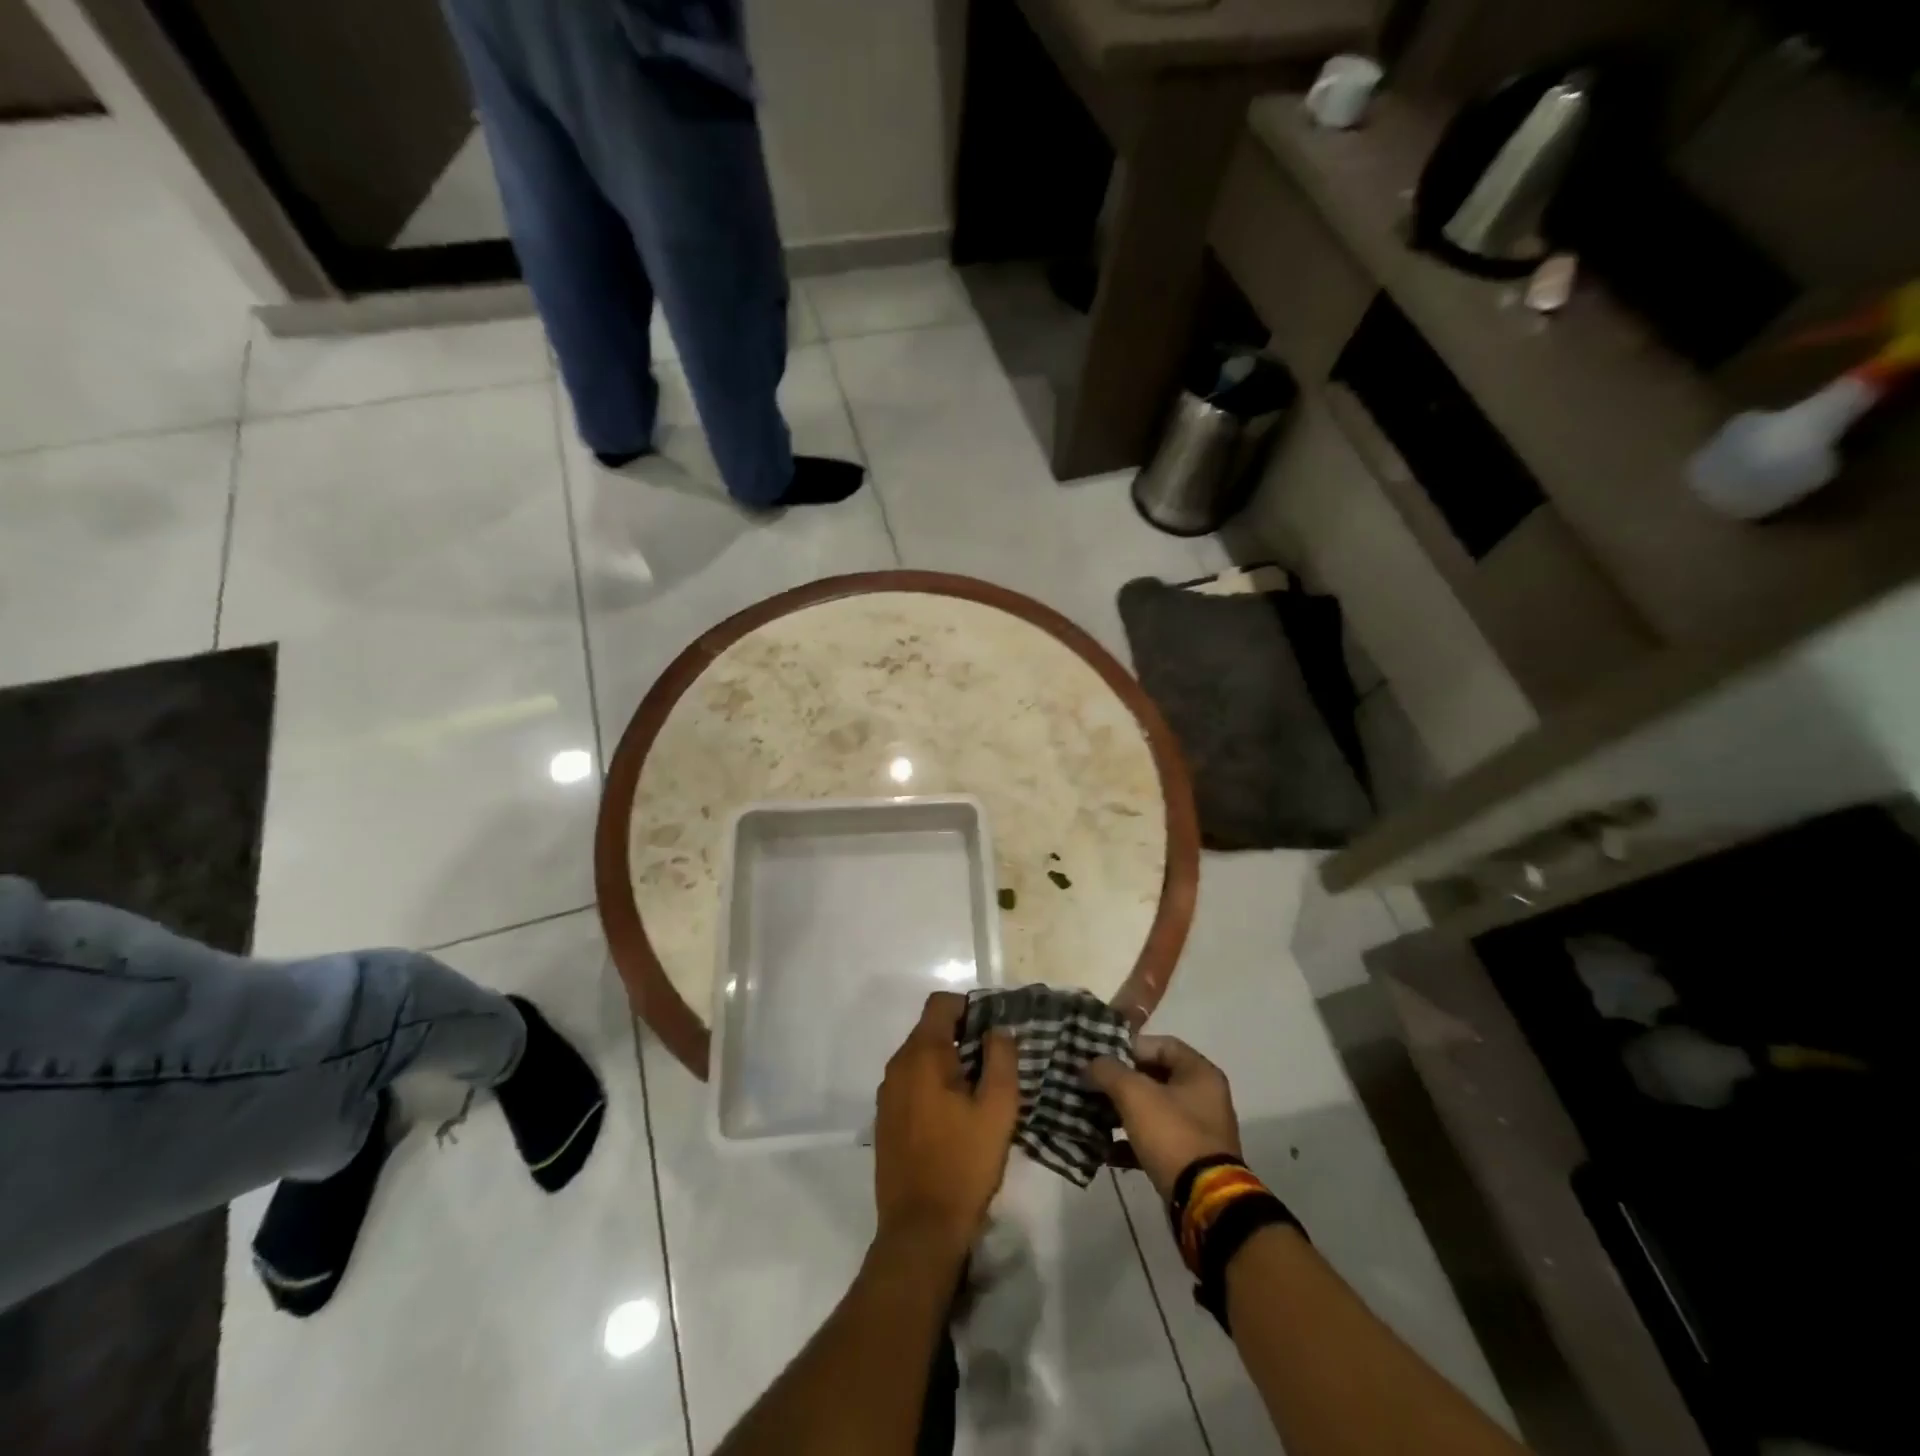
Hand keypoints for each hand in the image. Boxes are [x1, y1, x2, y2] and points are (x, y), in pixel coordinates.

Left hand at [874, 992, 1019, 1256]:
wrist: (920, 1230)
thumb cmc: (964, 1164)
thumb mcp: (998, 1109)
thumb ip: (1001, 1059)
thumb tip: (998, 1029)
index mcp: (921, 1055)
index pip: (941, 1004)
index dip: (970, 1007)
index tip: (995, 1030)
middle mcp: (897, 1067)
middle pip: (930, 1030)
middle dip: (963, 1037)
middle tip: (995, 1063)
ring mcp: (887, 1095)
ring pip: (920, 1059)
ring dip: (949, 1063)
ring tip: (979, 1091)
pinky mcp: (885, 1120)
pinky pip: (911, 1084)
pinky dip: (933, 1086)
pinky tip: (955, 1117)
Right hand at [1087, 1035, 1242, 1201]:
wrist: (1204, 1203)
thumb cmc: (1172, 1135)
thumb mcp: (1134, 1094)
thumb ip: (1107, 1071)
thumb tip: (1087, 1065)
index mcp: (1199, 1073)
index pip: (1160, 1044)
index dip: (1129, 1047)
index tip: (1100, 1057)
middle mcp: (1203, 1098)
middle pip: (1154, 1078)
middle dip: (1119, 1081)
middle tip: (1090, 1084)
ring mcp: (1197, 1131)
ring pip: (1151, 1111)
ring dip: (1121, 1112)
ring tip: (1091, 1115)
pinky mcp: (1188, 1160)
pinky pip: (1154, 1142)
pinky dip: (1130, 1143)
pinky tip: (1104, 1151)